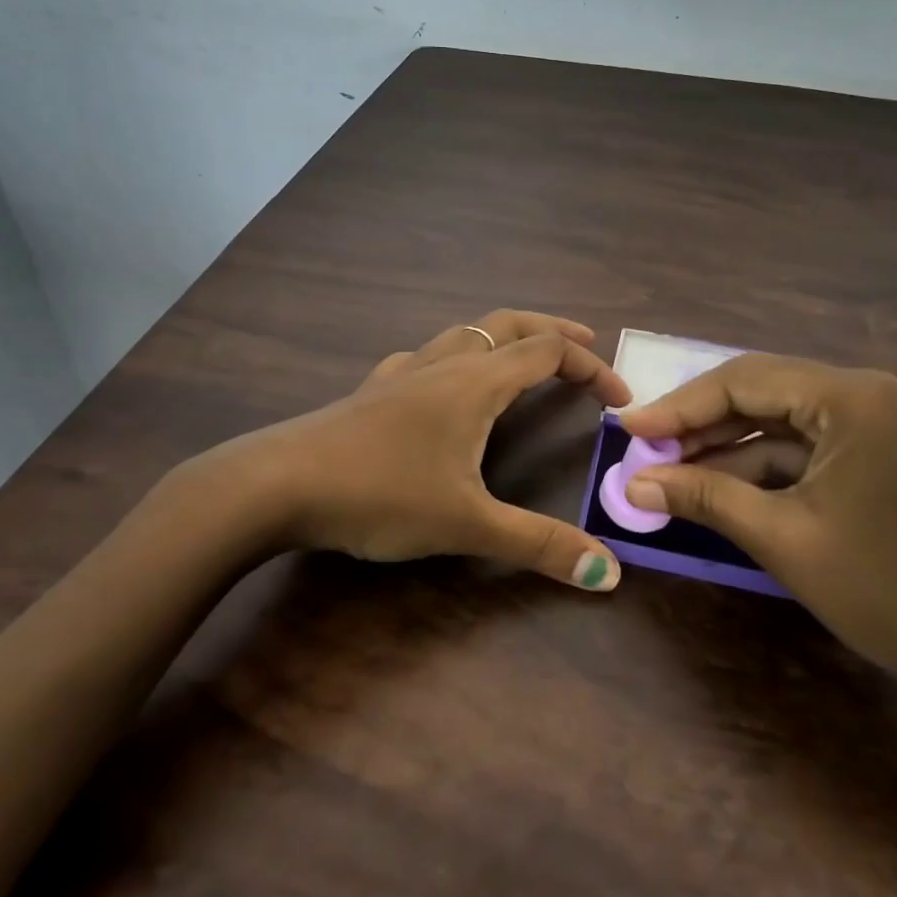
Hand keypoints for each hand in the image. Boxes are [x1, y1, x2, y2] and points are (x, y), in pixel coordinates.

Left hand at [226, 311, 632, 589]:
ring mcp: (403, 372)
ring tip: (523, 358)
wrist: (277, 483)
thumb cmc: (379, 494)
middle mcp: (443, 363)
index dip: (591, 367)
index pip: (548, 352)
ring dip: (504, 337)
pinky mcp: (373, 390)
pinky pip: (426, 356)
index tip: (618, 400)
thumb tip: (609, 572)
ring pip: (465, 333)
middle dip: (553, 330)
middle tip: (586, 345)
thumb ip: (538, 545)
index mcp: (475, 382)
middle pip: (509, 324)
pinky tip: (442, 384)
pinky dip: (455, 357)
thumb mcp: (466, 524)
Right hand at [616, 355, 896, 700]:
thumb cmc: (894, 593)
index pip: (743, 381)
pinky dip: (763, 470)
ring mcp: (878, 425)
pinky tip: (719, 490)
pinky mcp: (882, 456)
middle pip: (761, 394)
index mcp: (851, 397)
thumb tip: (633, 485)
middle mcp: (866, 394)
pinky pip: (808, 450)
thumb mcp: (786, 541)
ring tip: (669, 473)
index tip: (628, 429)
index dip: (678, 406)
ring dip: (727, 450)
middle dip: (700, 426)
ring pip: (782, 424)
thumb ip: (705, 499)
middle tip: (643, 452)